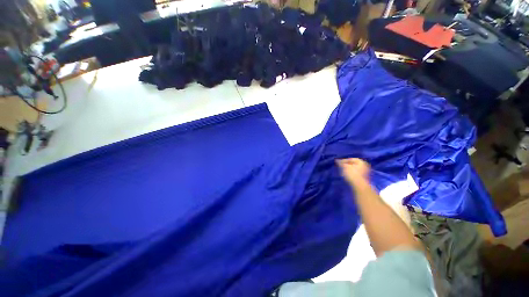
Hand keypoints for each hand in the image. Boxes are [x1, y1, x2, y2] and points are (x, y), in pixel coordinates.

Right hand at [336, 158, 370, 185]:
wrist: (359, 186)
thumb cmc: (352, 174)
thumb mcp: (344, 167)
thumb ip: (340, 163)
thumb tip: (337, 160)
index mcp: (361, 162)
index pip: (351, 159)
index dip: (344, 161)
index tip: (338, 164)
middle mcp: (365, 166)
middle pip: (353, 164)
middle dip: (347, 165)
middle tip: (341, 167)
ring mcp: (365, 172)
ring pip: (355, 169)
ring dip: (349, 170)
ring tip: (343, 172)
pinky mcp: (364, 178)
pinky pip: (356, 174)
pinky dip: (352, 174)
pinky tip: (347, 176)